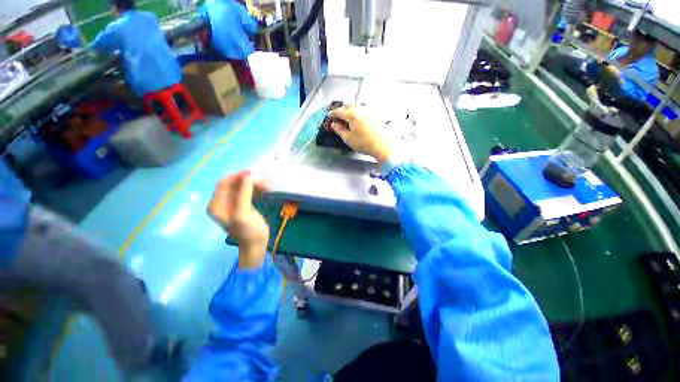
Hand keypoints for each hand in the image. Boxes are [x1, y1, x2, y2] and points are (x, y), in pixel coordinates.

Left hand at [208, 171, 269, 268]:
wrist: (255, 244)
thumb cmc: (248, 231)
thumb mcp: (243, 212)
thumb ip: (244, 193)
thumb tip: (249, 175)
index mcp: (216, 205)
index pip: (223, 183)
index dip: (237, 176)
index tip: (253, 173)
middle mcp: (221, 202)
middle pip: (232, 184)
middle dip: (246, 180)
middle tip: (262, 181)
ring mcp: (231, 204)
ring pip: (240, 187)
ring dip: (252, 184)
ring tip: (265, 186)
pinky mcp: (240, 205)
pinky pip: (245, 192)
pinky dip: (254, 189)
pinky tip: (263, 190)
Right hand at [328, 104, 393, 162]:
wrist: (383, 145)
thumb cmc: (364, 143)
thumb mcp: (348, 139)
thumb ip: (339, 130)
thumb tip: (334, 124)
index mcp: (352, 114)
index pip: (339, 111)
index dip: (332, 113)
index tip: (328, 115)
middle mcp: (360, 109)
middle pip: (348, 105)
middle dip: (341, 109)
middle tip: (337, 115)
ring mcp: (369, 110)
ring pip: (356, 106)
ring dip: (349, 109)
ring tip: (346, 116)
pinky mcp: (375, 114)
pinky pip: (363, 110)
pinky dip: (357, 112)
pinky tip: (357, 119)